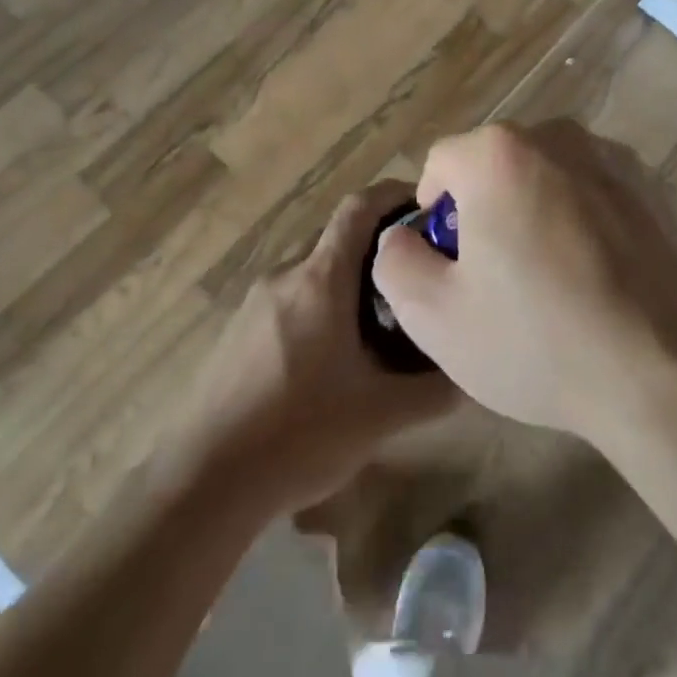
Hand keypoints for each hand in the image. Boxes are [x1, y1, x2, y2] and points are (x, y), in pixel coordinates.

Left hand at [180, 182, 458, 512]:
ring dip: (349, 279)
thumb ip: (436, 390)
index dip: (395, 194)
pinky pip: (291, 296)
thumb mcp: (382, 415)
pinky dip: (321, 303)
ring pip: (314, 269)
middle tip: (416, 278)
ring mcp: (255, 302)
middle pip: (338, 237)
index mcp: (320, 279)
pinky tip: (334, 355)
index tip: (428, 206)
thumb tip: (474, 371)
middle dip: (379, 246)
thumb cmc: (299, 434)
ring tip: (382, 320)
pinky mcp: (237, 330)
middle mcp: (285, 275)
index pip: (359, 206)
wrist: (203, 482)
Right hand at [370, 121, 676, 445]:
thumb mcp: (433, 316)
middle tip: (499, 275)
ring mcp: (619, 160)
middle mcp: (562, 138)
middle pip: (500, 164)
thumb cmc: (536, 342)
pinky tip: (601, 279)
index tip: (450, 263)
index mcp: (501, 154)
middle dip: (488, 208)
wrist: (663, 376)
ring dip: (539, 211)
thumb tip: (404, 235)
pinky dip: (589, 222)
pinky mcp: (659, 190)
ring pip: (553, 176)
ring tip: (554, 279)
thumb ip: (395, 260)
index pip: (443, 162)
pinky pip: (601, 194)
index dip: (434, 212)